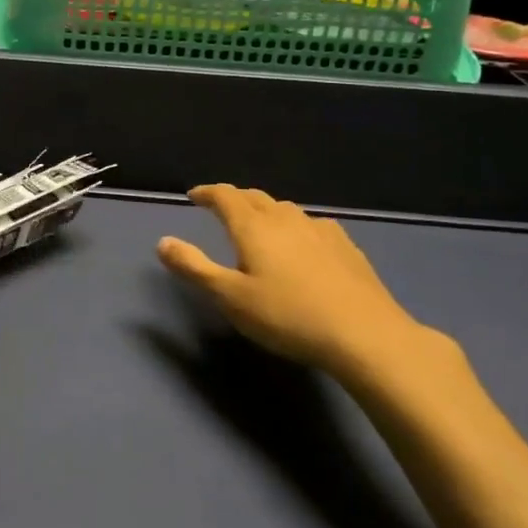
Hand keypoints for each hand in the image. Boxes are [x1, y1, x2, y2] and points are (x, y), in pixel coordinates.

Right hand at [156, 185, 467, 396]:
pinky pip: (312, 225)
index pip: (225, 196)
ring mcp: (320, 230)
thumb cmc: (287, 316)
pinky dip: (296, 227)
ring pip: (285, 209)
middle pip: (255, 198)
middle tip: (221, 207)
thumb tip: (162, 241)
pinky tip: (303, 243)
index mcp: (254, 227)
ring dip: (266, 211)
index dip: (207, 192)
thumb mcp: (230, 297)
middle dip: (235, 199)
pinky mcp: (346, 247)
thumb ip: (194, 267)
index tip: (193, 195)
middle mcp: (285, 219)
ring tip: (259, 225)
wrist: (365, 334)